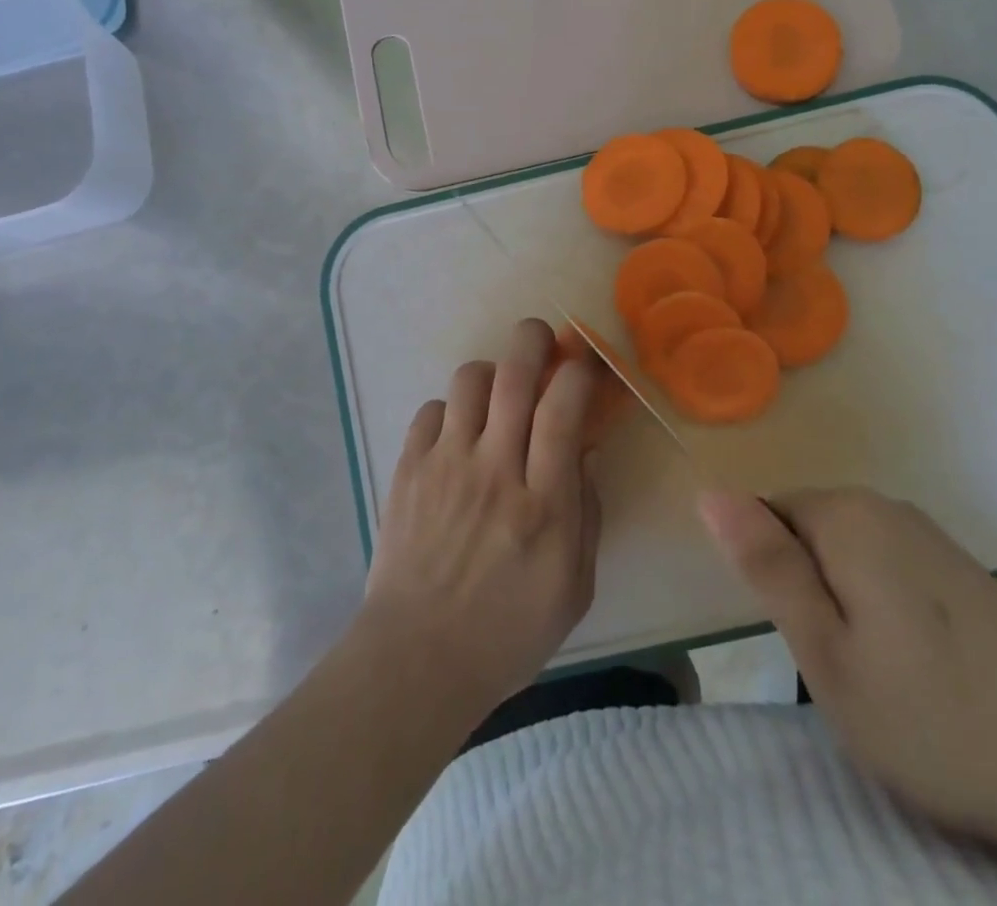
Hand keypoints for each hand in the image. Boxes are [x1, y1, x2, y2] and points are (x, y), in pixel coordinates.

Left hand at [362, 318, 604, 719]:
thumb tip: (587, 450)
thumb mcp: (574, 588)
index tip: (586, 366)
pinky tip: (458, 434)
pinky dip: (451, 410)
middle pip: (513, 375)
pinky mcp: (408, 469)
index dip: (579, 372)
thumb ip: (588, 514)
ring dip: (491, 373)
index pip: (562, 409)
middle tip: (541, 338)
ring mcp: (445, 465)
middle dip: (532, 340)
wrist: (417, 657)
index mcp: (542, 504)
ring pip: (468, 380)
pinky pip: (431, 409)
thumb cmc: (507, 632)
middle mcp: (493, 470)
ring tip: (498, 393)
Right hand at [699, 487, 996, 864]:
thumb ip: (766, 566)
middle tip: (835, 668)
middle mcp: (882, 506)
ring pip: (845, 557)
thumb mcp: (826, 653)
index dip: (769, 578)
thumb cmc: (935, 711)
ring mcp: (927, 535)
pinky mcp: (959, 569)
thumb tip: (709, 493)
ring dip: (843, 606)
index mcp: (842, 515)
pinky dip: (880, 611)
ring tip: (875, 676)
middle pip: (805, 533)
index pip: (764, 516)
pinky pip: (886, 571)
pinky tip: (914, 668)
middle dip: (805, 592)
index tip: (797, 638)